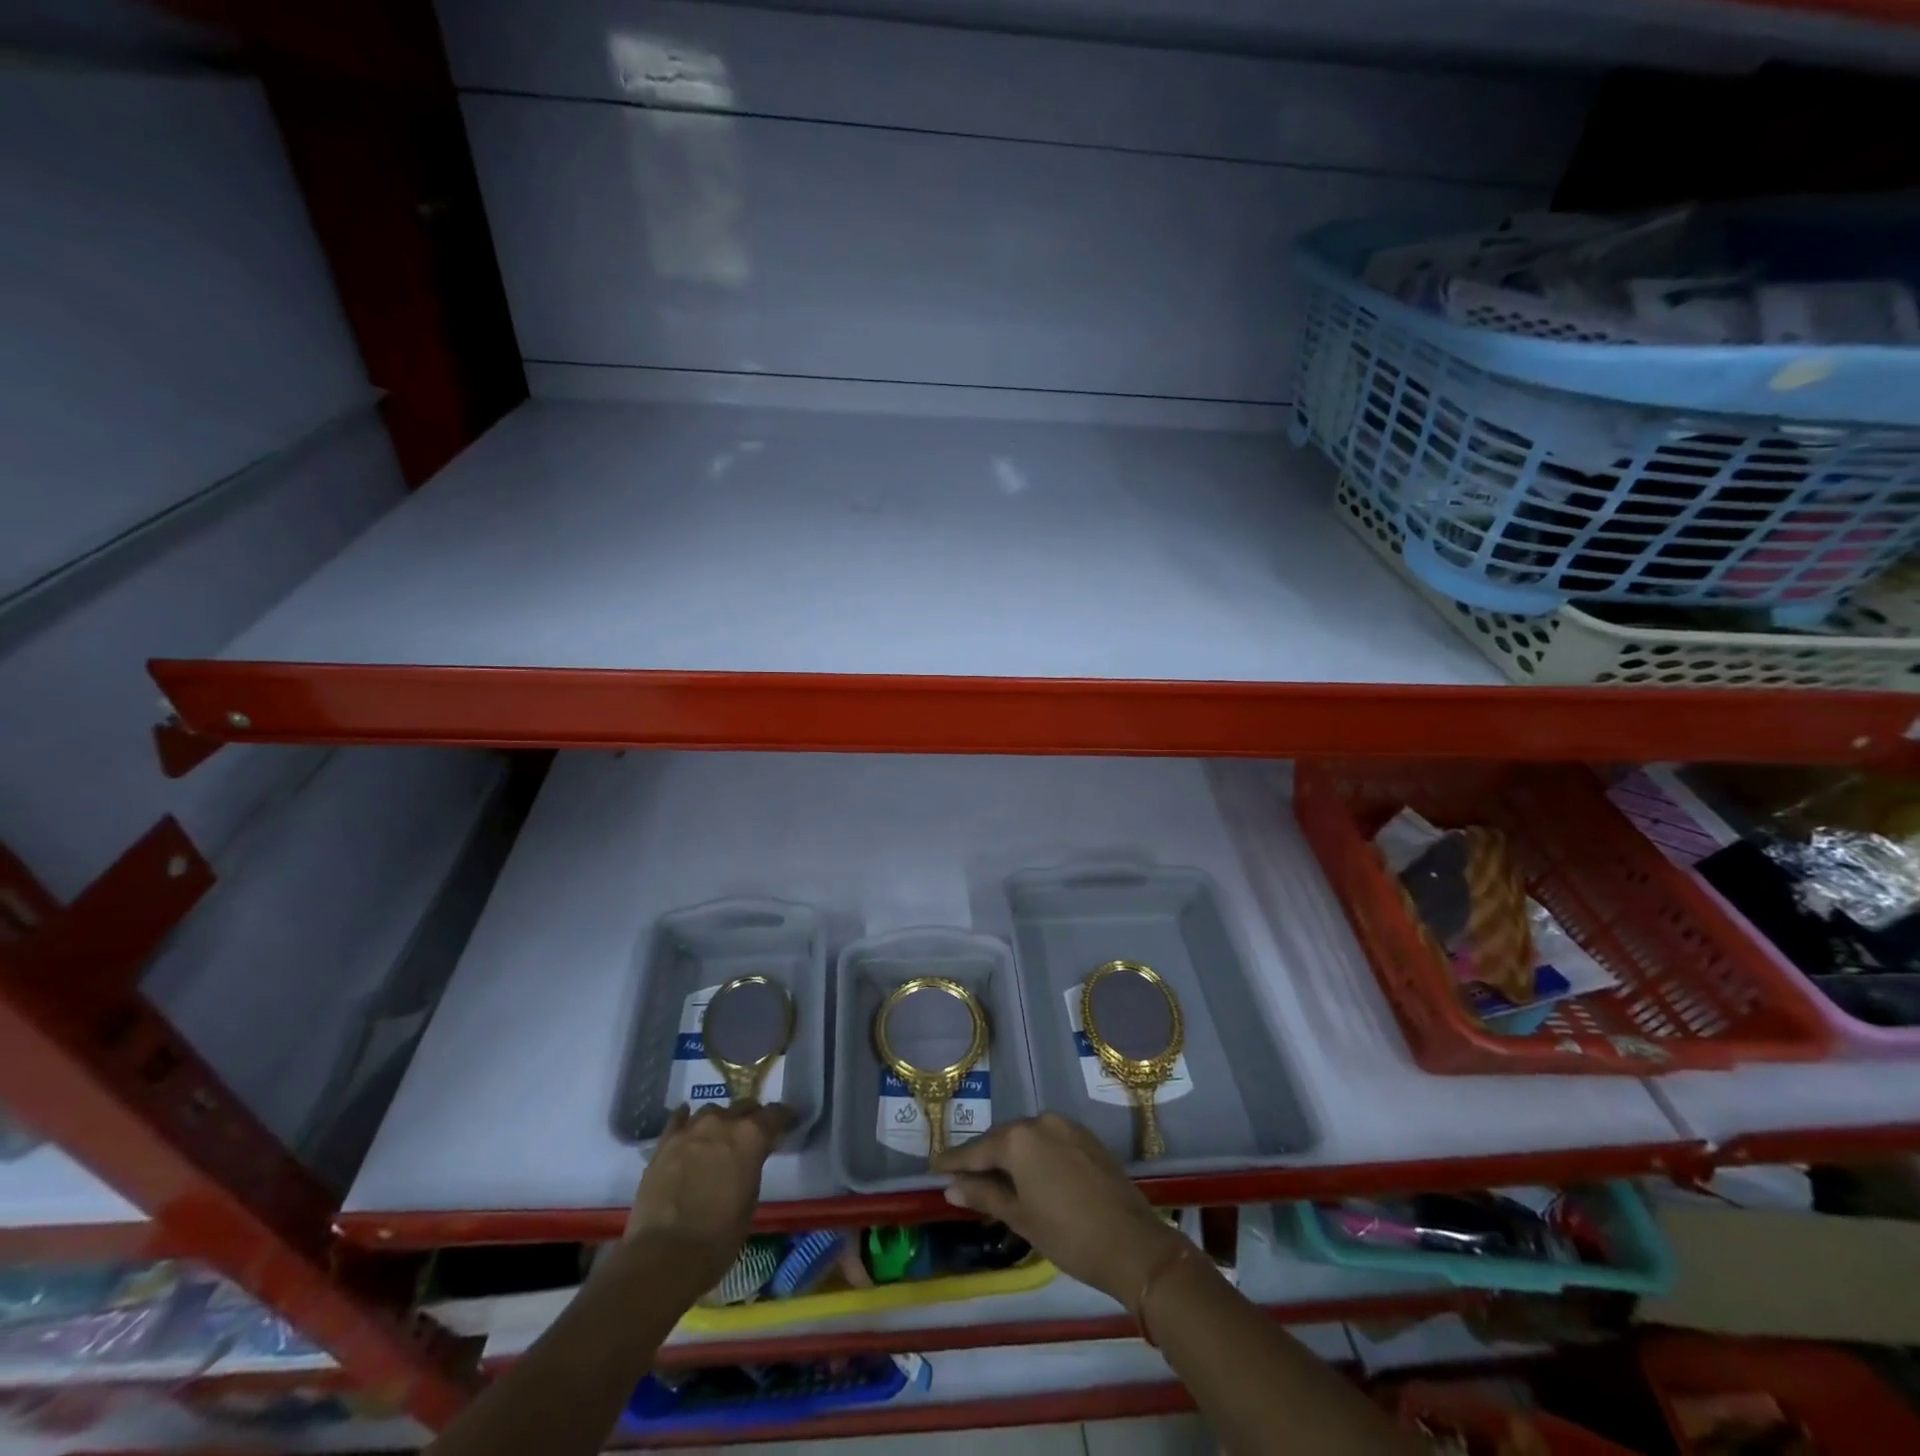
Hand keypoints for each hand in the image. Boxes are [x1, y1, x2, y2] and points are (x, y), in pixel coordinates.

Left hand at [623, 1101, 791, 1292]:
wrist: (665, 1256)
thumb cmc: (718, 1238)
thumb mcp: (750, 1200)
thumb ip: (751, 1167)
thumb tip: (747, 1160)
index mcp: (751, 1136)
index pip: (775, 1113)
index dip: (782, 1118)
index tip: (785, 1123)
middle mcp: (723, 1123)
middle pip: (744, 1106)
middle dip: (750, 1118)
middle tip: (750, 1136)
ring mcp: (691, 1130)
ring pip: (711, 1111)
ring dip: (719, 1122)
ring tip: (716, 1139)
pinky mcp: (665, 1143)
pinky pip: (679, 1120)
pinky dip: (686, 1121)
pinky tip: (687, 1128)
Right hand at [931, 1113, 1185, 1305]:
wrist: (1132, 1244)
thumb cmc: (1067, 1234)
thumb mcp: (1020, 1217)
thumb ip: (984, 1195)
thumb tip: (950, 1187)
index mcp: (1019, 1138)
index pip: (977, 1150)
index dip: (954, 1161)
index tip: (933, 1166)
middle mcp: (1041, 1121)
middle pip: (1003, 1139)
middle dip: (983, 1157)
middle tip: (962, 1176)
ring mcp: (1067, 1126)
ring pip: (1027, 1138)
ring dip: (1010, 1156)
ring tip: (994, 1178)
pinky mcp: (1087, 1138)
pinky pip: (1049, 1141)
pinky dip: (1035, 1155)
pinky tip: (1030, 1175)